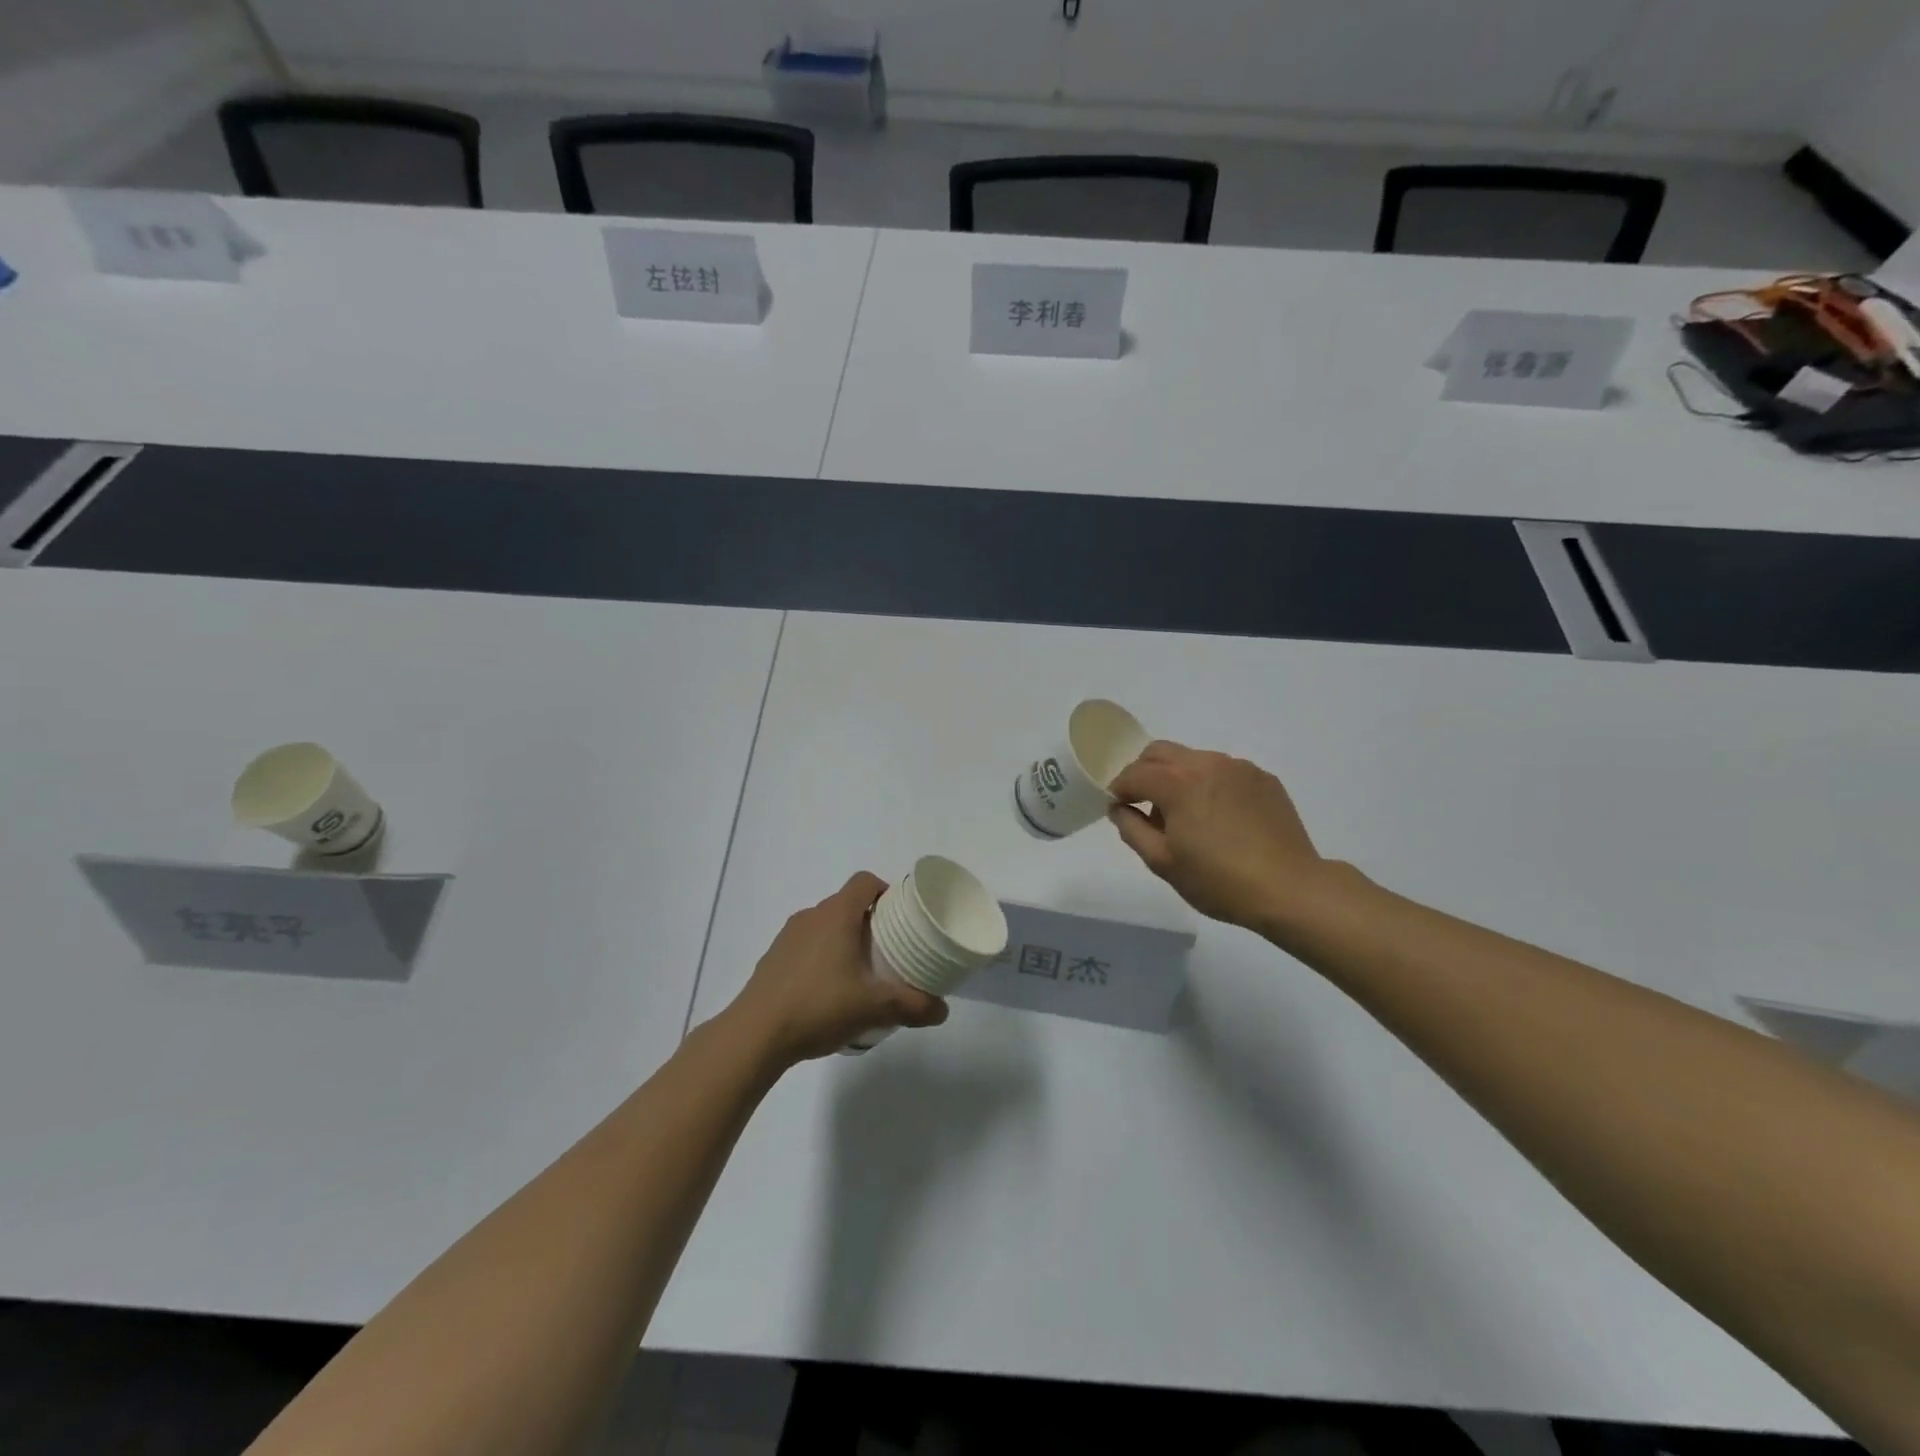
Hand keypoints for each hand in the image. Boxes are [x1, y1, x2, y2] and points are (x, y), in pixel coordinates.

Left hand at [728, 872, 948, 1065]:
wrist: (754, 1035)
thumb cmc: (818, 1007)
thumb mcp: (874, 1009)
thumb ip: (912, 1006)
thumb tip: (942, 1010)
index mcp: (836, 915)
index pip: (865, 882)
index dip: (886, 891)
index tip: (901, 917)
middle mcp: (811, 916)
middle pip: (847, 904)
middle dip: (870, 923)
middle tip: (889, 952)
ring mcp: (787, 937)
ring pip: (825, 926)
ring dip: (844, 941)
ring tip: (859, 976)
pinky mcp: (772, 959)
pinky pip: (806, 947)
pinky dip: (821, 959)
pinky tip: (827, 993)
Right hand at [1107, 742, 1328, 934]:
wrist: (1290, 888)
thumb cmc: (1218, 880)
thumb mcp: (1162, 862)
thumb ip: (1132, 828)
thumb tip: (1119, 808)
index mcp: (1177, 782)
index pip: (1133, 773)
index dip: (1118, 789)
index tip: (1118, 807)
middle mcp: (1206, 763)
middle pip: (1160, 752)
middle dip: (1144, 772)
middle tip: (1144, 804)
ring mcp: (1238, 767)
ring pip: (1193, 759)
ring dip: (1177, 777)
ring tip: (1186, 814)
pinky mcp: (1263, 778)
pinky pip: (1223, 771)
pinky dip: (1209, 784)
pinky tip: (1219, 817)